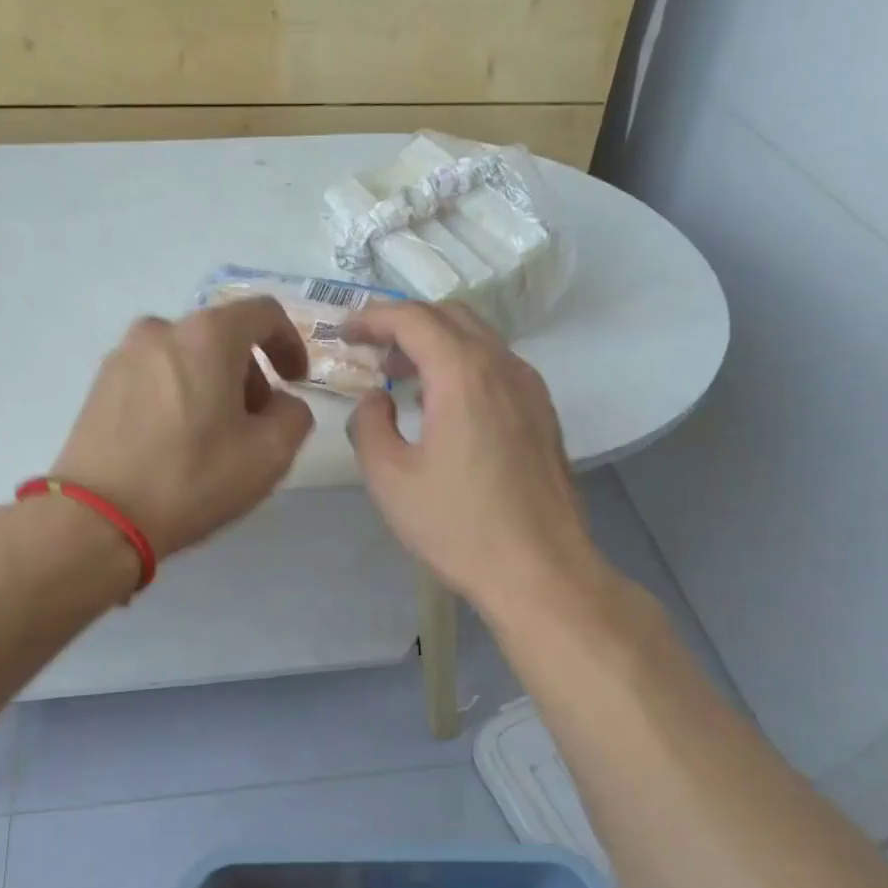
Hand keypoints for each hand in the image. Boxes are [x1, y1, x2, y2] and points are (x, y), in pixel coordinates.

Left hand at [52, 297, 315, 558]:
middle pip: (222, 337)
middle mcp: (161, 330)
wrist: (97, 517)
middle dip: (249, 375)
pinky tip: (175, 443)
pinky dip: (177, 396)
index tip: (295, 381)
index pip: (264, 314)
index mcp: (208, 335)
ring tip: (213, 438)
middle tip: (255, 424)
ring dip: (212, 386)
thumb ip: (294, 415)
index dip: (290, 343)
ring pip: (186, 358)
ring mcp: (123, 356)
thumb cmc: (192, 479)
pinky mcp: (99, 385)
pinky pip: (155, 377)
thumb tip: (280, 404)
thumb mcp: (270, 455)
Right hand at [342, 302, 603, 612]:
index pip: (412, 319)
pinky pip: (497, 367)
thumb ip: (368, 425)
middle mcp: (503, 366)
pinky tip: (445, 406)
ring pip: (479, 339)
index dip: (372, 318)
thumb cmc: (457, 526)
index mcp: (463, 374)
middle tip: (371, 354)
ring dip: (436, 345)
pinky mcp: (543, 414)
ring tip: (403, 379)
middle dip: (404, 325)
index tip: (344, 333)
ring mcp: (531, 389)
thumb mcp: (389, 479)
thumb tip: (375, 400)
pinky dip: (463, 366)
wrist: (539, 570)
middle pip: (450, 317)